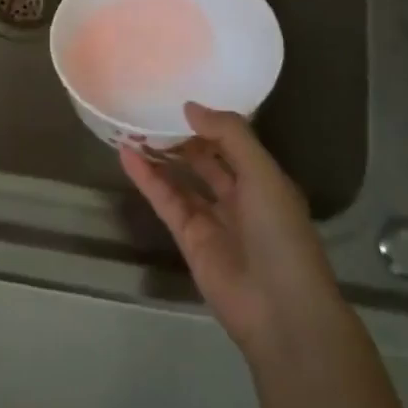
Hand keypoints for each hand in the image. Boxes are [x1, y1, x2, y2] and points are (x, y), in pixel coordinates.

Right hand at [121, 104, 341, 364]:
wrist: (280, 310)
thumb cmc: (280, 234)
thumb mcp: (263, 175)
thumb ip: (229, 136)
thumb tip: (190, 106)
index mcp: (264, 179)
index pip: (233, 142)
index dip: (208, 121)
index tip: (180, 97)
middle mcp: (239, 196)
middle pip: (205, 159)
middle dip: (181, 137)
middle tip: (149, 109)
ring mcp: (212, 218)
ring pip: (181, 179)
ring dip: (159, 155)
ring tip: (130, 126)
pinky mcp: (188, 238)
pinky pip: (165, 201)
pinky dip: (147, 179)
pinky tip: (127, 155)